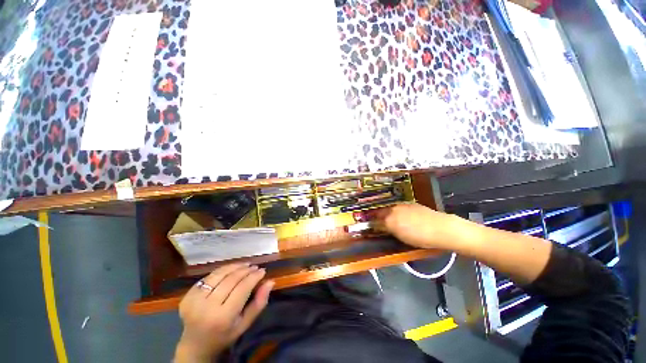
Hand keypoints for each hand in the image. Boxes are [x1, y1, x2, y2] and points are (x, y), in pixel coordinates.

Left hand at [174, 263, 273, 361]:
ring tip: (245, 265)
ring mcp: (194, 300)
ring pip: (219, 274)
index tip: (263, 271)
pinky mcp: (188, 295)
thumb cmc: (225, 335)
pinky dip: (222, 270)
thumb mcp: (245, 324)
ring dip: (235, 266)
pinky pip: (209, 276)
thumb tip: (270, 281)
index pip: (242, 288)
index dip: (254, 277)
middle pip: (231, 279)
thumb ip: (259, 303)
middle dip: (246, 270)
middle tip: (255, 267)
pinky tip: (231, 269)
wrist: (195, 345)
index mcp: (222, 317)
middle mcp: (206, 307)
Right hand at [368, 203, 461, 249]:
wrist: (442, 228)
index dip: (372, 223)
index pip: (375, 220)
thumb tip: (379, 226)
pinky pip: (399, 207)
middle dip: (377, 217)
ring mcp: (403, 205)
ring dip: (386, 213)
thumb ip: (388, 230)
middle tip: (377, 223)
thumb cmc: (421, 237)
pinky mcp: (411, 204)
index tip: (370, 226)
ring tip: (388, 219)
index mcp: (390, 219)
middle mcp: (393, 209)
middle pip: (380, 212)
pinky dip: (396, 211)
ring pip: (389, 208)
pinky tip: (401, 216)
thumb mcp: (401, 237)